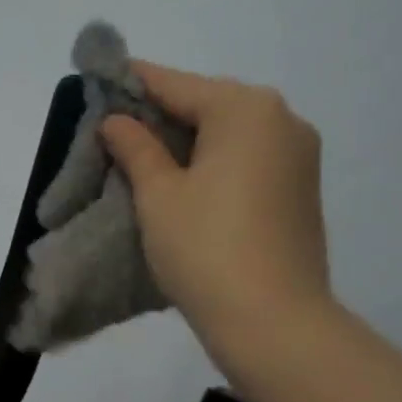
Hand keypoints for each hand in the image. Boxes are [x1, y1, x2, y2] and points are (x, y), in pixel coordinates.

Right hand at [101, 61, 333, 360]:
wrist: (274, 322)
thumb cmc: (206, 250)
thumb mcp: (158, 196)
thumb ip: (136, 148)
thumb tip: (117, 120)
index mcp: (245, 109)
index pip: (176, 84)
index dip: (133, 83)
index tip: (99, 79)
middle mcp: (282, 119)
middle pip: (208, 104)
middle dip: (162, 115)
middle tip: (116, 131)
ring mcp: (299, 155)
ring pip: (231, 133)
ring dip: (190, 141)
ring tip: (146, 160)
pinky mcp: (302, 188)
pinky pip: (250, 158)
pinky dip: (216, 162)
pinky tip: (188, 183)